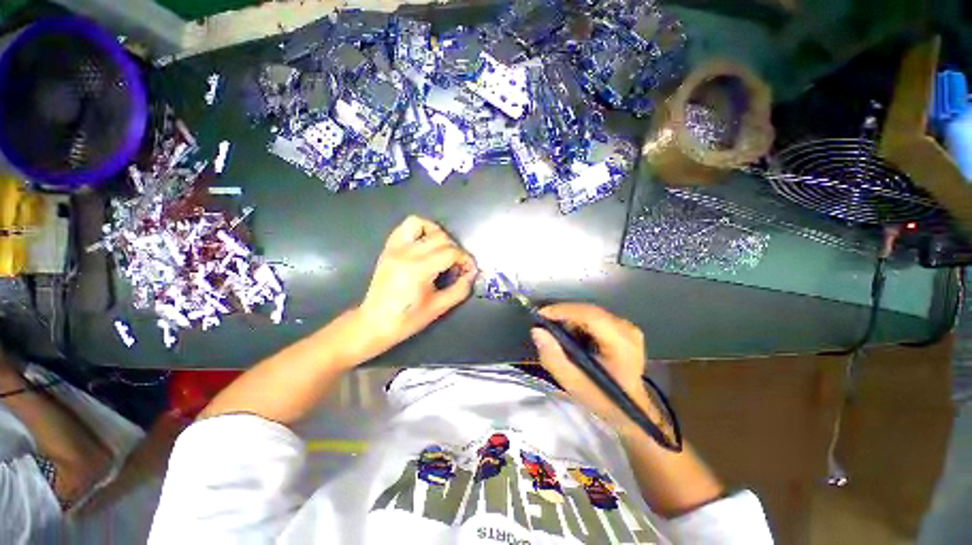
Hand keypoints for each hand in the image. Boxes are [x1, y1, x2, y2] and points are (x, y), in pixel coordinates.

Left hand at [358, 216, 476, 351]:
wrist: (374, 323)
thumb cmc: (407, 319)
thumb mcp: (439, 308)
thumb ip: (460, 289)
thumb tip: (471, 274)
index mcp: (418, 269)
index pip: (451, 252)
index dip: (465, 259)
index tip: (470, 270)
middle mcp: (406, 253)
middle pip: (440, 237)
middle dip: (455, 250)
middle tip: (457, 266)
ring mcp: (394, 248)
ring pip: (421, 224)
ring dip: (437, 234)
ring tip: (443, 251)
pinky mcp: (388, 248)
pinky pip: (405, 227)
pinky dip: (419, 230)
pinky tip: (426, 244)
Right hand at [530, 303, 656, 428]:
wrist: (629, 409)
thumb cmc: (602, 398)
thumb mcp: (573, 383)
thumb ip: (553, 357)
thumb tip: (537, 331)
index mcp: (621, 343)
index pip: (590, 316)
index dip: (564, 311)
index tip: (540, 314)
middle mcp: (627, 329)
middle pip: (589, 311)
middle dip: (564, 315)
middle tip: (544, 325)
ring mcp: (627, 327)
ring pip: (591, 313)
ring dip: (570, 319)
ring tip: (556, 333)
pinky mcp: (623, 328)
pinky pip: (595, 318)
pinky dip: (579, 323)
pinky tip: (571, 336)